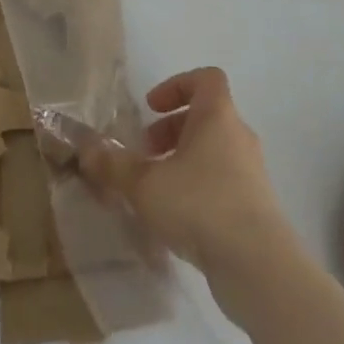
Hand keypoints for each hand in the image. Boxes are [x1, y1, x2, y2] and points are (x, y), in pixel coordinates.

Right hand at [79, 67, 287, 274]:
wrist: (258, 265)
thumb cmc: (200, 205)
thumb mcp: (145, 184)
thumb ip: (113, 165)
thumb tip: (86, 149)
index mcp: (217, 116)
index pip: (206, 78)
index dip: (176, 85)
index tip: (150, 108)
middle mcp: (238, 136)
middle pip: (205, 116)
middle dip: (170, 130)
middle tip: (145, 154)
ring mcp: (251, 172)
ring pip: (213, 151)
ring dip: (182, 161)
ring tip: (154, 190)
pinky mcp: (255, 206)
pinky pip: (222, 181)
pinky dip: (197, 188)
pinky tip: (175, 219)